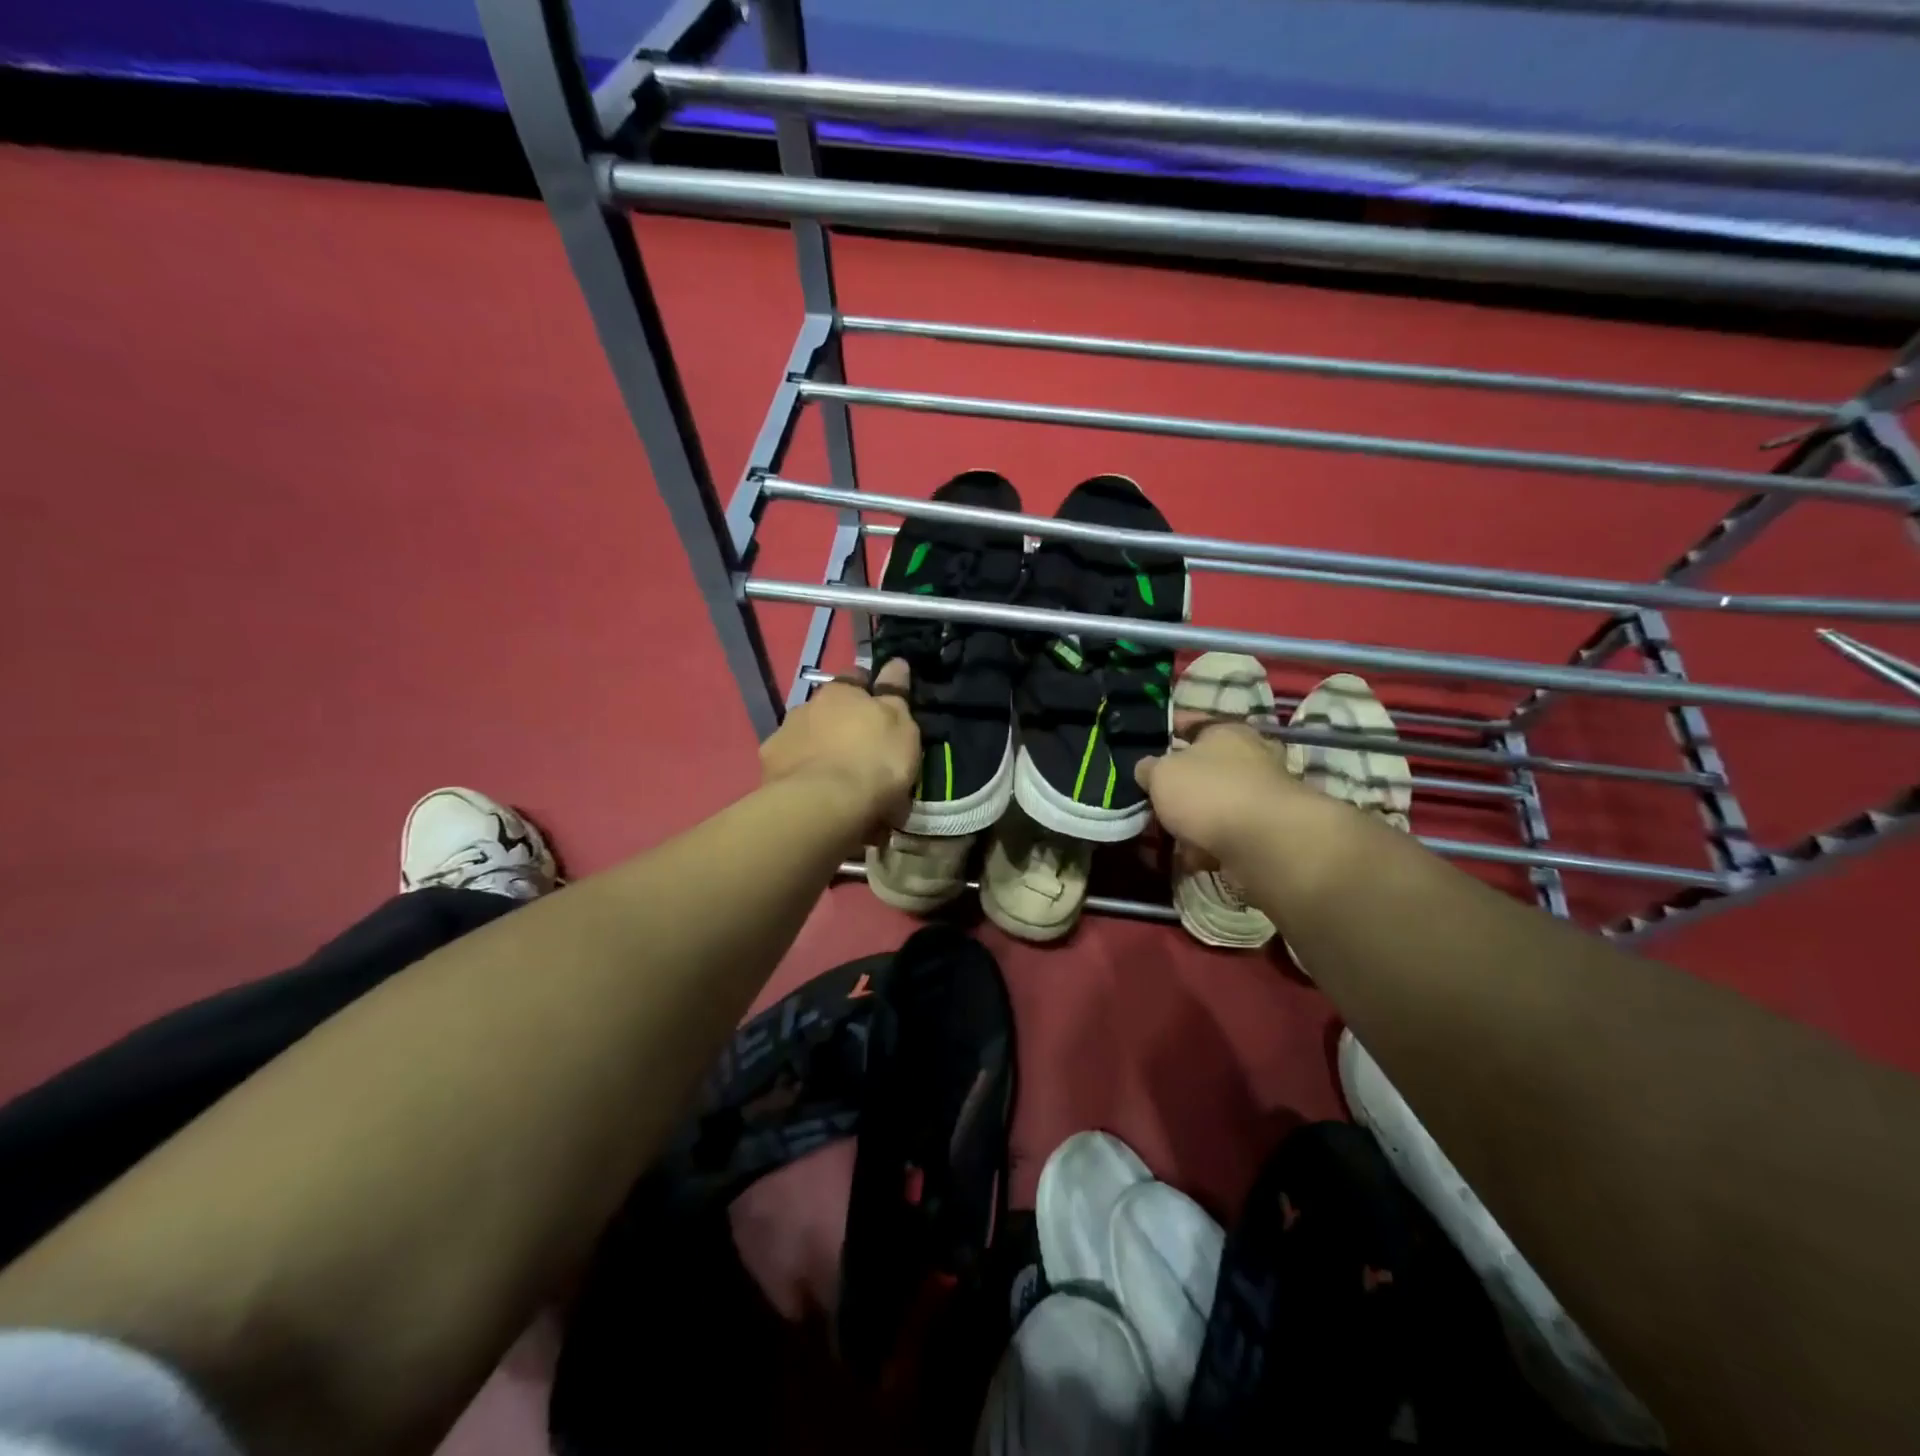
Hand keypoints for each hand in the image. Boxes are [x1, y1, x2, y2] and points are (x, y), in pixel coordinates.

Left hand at [759, 659, 920, 840]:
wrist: (823, 805)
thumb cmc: (873, 761)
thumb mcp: (901, 727)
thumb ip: (895, 694)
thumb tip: (896, 663)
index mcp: (841, 691)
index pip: (856, 677)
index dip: (868, 690)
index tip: (879, 709)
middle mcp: (807, 705)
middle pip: (828, 709)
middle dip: (841, 724)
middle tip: (860, 751)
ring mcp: (784, 735)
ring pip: (807, 736)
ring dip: (820, 749)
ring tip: (837, 778)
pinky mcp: (768, 767)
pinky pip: (791, 765)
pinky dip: (802, 774)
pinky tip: (814, 793)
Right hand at [1134, 715, 1301, 863]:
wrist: (1264, 844)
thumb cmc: (1209, 792)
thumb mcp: (1162, 773)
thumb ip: (1148, 768)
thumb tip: (1147, 769)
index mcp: (1226, 732)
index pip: (1191, 722)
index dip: (1166, 730)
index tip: (1142, 743)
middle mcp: (1249, 759)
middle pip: (1202, 769)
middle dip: (1176, 787)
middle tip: (1150, 800)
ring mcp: (1259, 798)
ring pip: (1212, 806)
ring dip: (1189, 823)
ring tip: (1164, 838)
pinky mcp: (1263, 834)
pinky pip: (1223, 836)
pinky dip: (1206, 847)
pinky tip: (1188, 859)